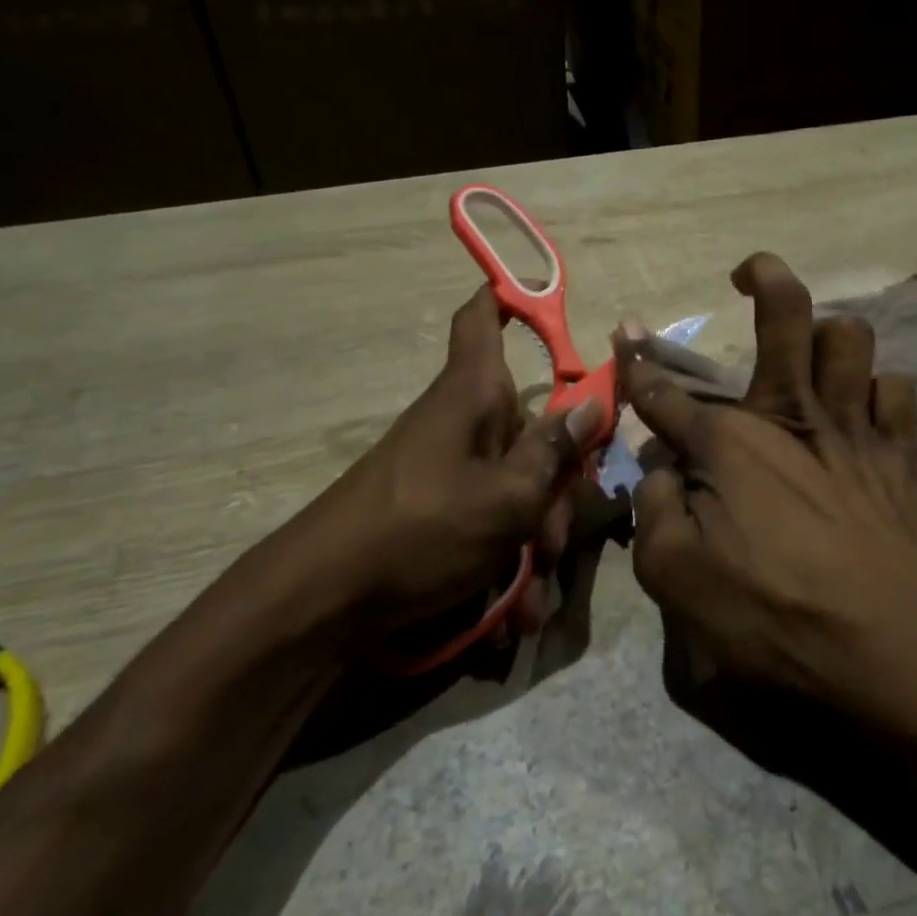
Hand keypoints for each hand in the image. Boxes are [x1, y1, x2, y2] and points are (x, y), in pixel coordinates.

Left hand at [245, 286, 603, 646]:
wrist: (322, 605)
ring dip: (532, 543)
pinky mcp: (435, 513)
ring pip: (514, 488)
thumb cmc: (422, 530)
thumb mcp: (508, 497)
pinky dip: (502, 567)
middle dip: (555, 487)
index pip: (482, 317)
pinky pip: (486, 525)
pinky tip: (506, 620)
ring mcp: (447, 471)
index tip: (541, 295)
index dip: (509, 296)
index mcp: (472, 394)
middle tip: (557, 538)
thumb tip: (594, 401)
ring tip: (529, 601)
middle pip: (527, 428)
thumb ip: (555, 451)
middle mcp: (460, 423)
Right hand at [617, 253, 916, 719]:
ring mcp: (853, 427)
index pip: (666, 393)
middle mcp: (790, 414)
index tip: (625, 335)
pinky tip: (865, 408)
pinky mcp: (900, 453)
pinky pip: (896, 390)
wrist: (894, 646)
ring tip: (812, 353)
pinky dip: (877, 390)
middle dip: (764, 278)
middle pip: (785, 316)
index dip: (638, 365)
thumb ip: (653, 512)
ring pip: (851, 339)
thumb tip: (655, 471)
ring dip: (829, 334)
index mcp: (728, 442)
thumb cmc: (774, 613)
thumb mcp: (675, 578)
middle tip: (749, 273)